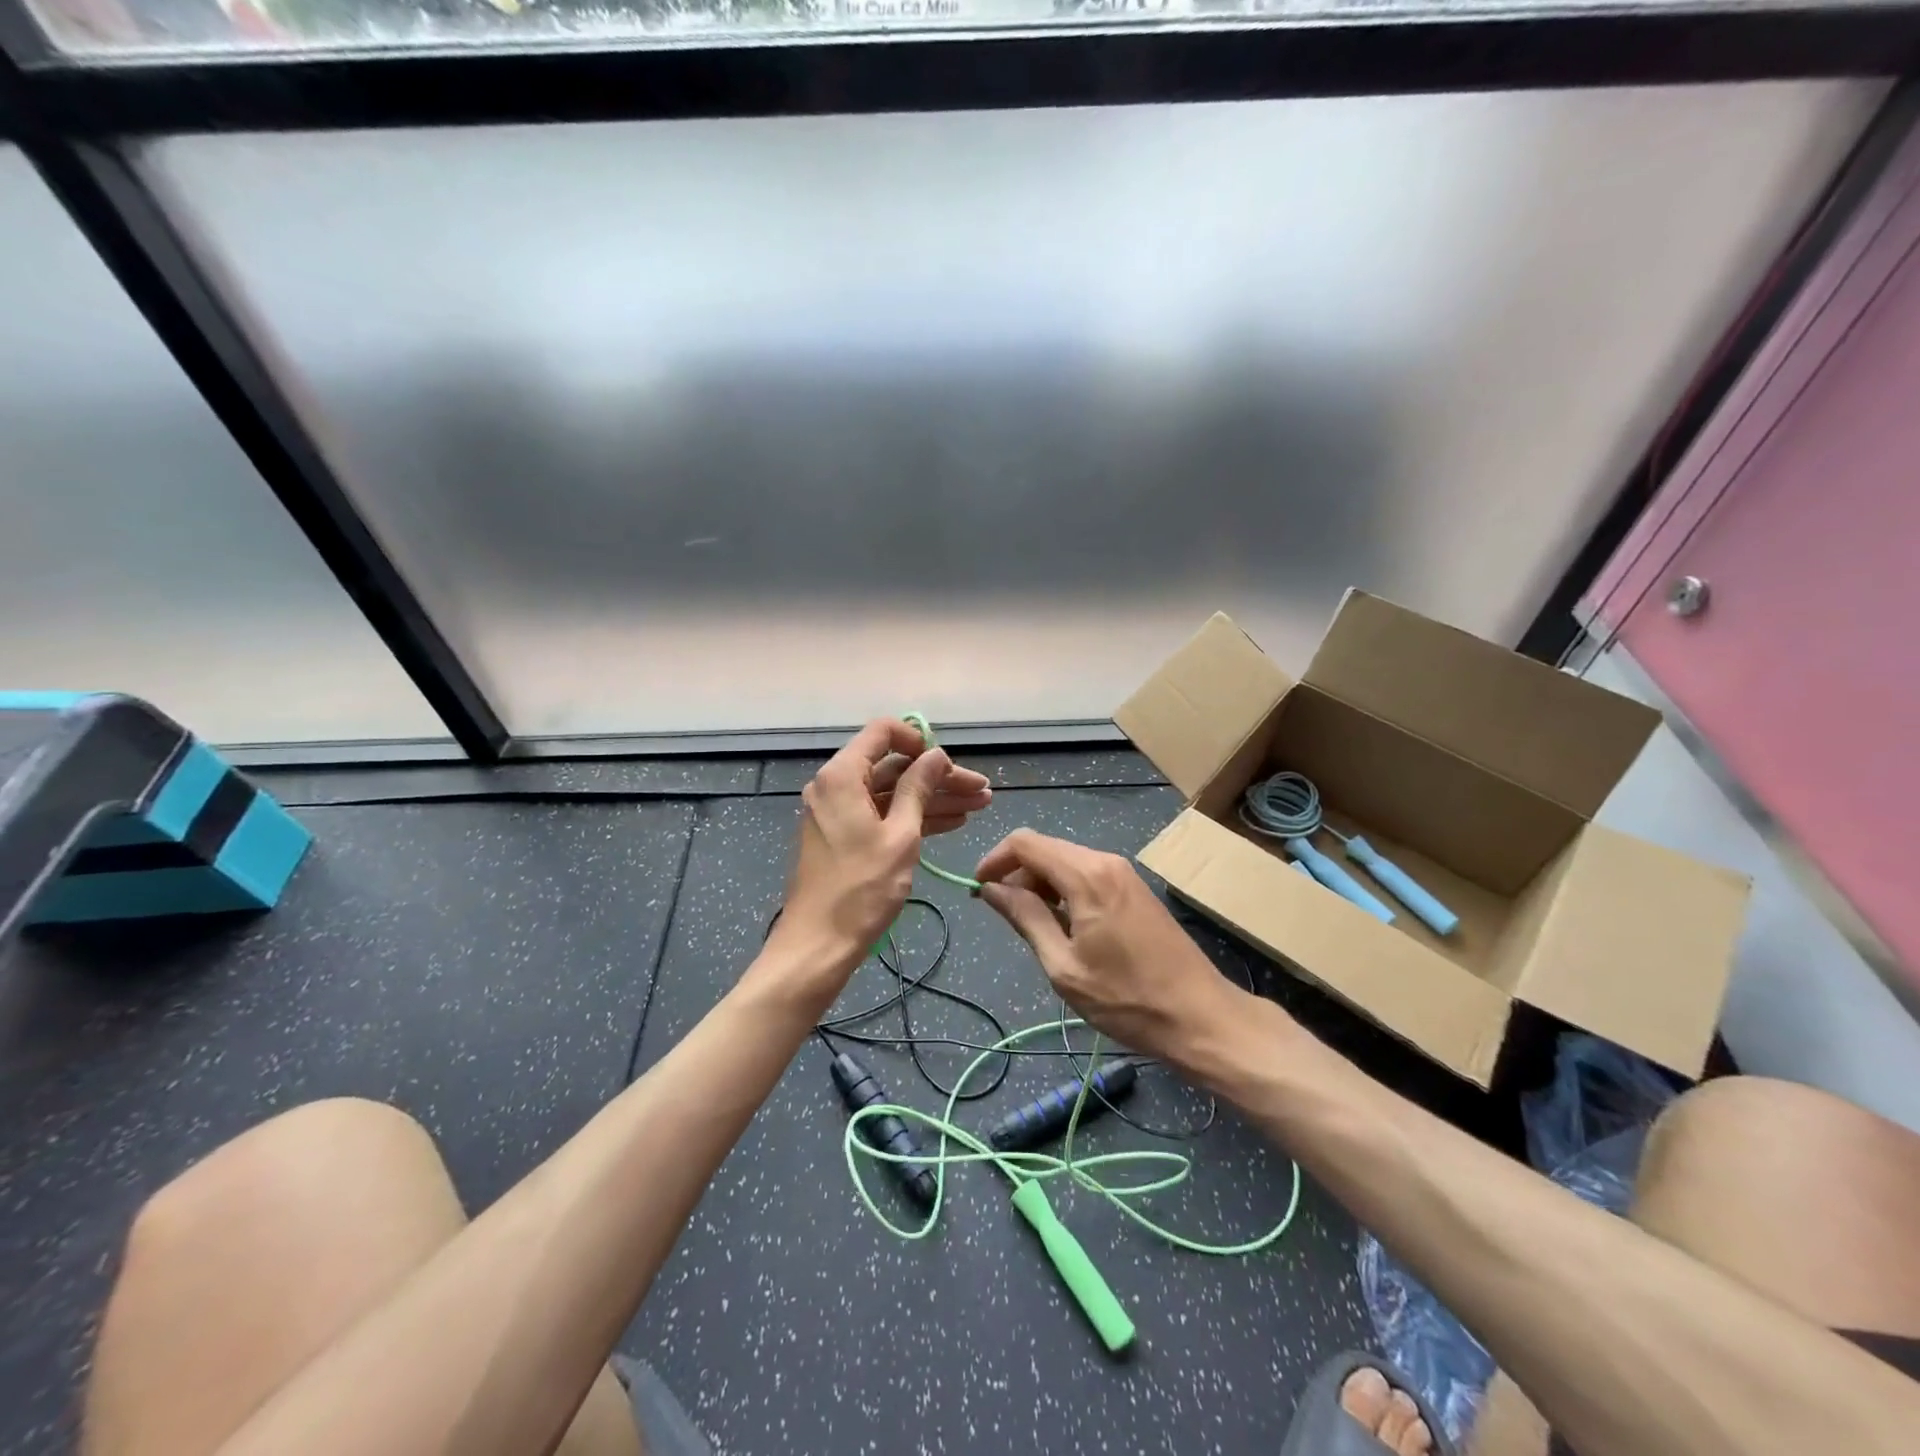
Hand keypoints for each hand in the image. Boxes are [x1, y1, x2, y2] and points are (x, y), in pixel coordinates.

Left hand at [768, 719, 992, 998]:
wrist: (818, 944)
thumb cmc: (861, 889)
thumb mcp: (900, 835)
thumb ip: (918, 789)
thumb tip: (936, 755)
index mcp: (843, 775)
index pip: (883, 732)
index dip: (920, 741)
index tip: (948, 763)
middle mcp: (836, 786)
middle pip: (893, 767)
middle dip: (939, 777)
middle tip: (981, 791)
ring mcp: (838, 813)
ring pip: (892, 793)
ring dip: (934, 799)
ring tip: (979, 807)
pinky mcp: (843, 837)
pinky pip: (882, 815)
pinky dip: (914, 818)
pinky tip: (952, 823)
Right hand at [972, 829, 1244, 1065]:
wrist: (1200, 1015)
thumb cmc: (1126, 998)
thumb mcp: (1064, 966)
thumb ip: (1026, 918)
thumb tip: (991, 889)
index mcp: (1086, 875)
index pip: (1025, 843)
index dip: (995, 860)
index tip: (978, 890)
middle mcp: (1105, 861)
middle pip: (1046, 849)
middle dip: (1017, 874)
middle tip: (1004, 915)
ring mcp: (1124, 873)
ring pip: (1066, 861)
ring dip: (1040, 884)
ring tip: (1032, 926)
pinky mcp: (1134, 888)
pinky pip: (1087, 874)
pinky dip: (1064, 889)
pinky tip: (1063, 925)